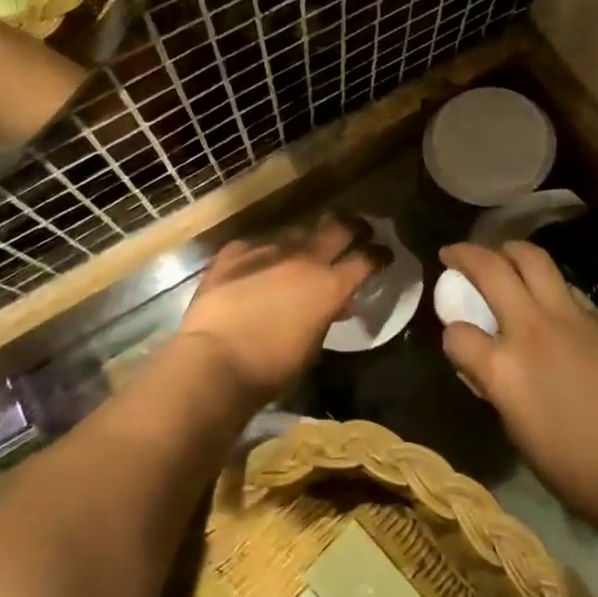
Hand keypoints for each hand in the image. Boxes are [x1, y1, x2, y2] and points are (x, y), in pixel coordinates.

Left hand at [175, 215, 387, 402]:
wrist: (212, 363)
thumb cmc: (270, 369)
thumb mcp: (312, 346)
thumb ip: (327, 315)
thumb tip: (337, 303)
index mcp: (329, 285)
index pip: (366, 258)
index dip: (379, 255)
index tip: (384, 254)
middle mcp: (302, 258)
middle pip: (337, 228)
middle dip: (353, 227)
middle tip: (358, 232)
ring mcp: (265, 251)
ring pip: (295, 233)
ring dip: (304, 242)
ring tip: (301, 254)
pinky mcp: (232, 254)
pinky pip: (255, 246)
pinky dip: (262, 255)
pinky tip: (257, 266)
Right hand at [440, 241, 597, 530]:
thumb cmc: (574, 468)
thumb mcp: (516, 431)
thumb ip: (496, 387)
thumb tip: (487, 367)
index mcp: (502, 368)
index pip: (457, 334)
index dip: (451, 336)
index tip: (455, 338)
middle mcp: (529, 329)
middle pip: (490, 269)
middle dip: (465, 255)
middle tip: (453, 253)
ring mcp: (567, 317)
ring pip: (532, 258)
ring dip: (509, 250)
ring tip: (500, 254)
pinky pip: (564, 285)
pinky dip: (546, 282)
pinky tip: (545, 295)